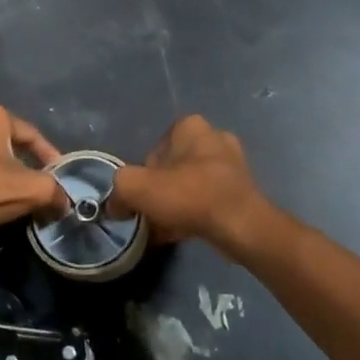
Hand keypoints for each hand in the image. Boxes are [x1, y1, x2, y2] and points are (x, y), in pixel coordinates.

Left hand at [0, 100, 65, 245]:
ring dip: (0, 172)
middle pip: (7, 144)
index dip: (49, 156)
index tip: (58, 175)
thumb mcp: (31, 189)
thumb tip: (65, 202)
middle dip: (23, 163)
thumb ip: (54, 192)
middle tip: (36, 184)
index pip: (31, 134)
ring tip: (12, 193)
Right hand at [113, 115, 285, 259]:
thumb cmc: (188, 194)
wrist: (240, 225)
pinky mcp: (243, 190)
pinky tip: (183, 233)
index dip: (143, 176)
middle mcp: (214, 137)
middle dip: (161, 191)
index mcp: (190, 126)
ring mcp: (233, 164)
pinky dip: (194, 214)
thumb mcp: (136, 187)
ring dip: (177, 204)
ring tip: (166, 228)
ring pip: (191, 185)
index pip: (154, 150)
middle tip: (152, 214)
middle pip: (173, 168)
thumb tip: (116, 205)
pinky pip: (208, 200)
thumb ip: (119, 190)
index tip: (142, 198)